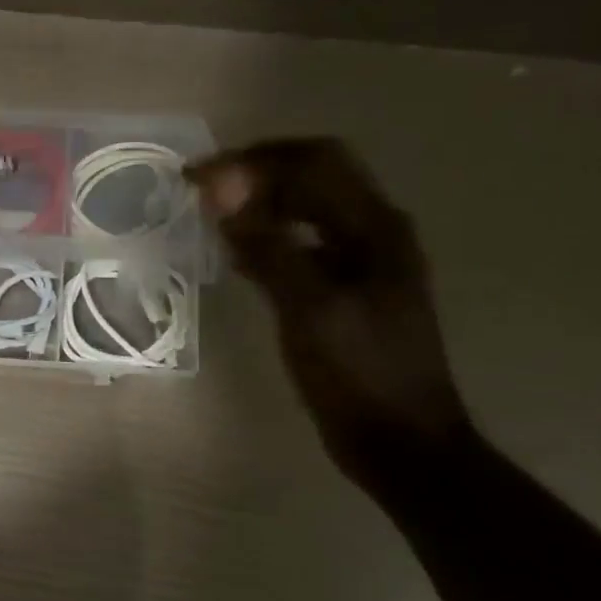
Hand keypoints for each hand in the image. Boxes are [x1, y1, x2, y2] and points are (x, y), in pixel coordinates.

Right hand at [186, 138, 471, 483]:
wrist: (401, 442)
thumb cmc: (358, 373)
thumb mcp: (308, 306)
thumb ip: (266, 243)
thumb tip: (222, 186)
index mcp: (374, 226)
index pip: (314, 160)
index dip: (254, 158)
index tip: (199, 178)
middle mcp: (373, 232)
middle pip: (313, 177)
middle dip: (255, 174)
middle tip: (200, 191)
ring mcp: (363, 262)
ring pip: (306, 210)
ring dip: (260, 204)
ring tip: (212, 217)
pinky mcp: (347, 290)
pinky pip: (303, 245)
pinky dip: (268, 239)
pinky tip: (237, 257)